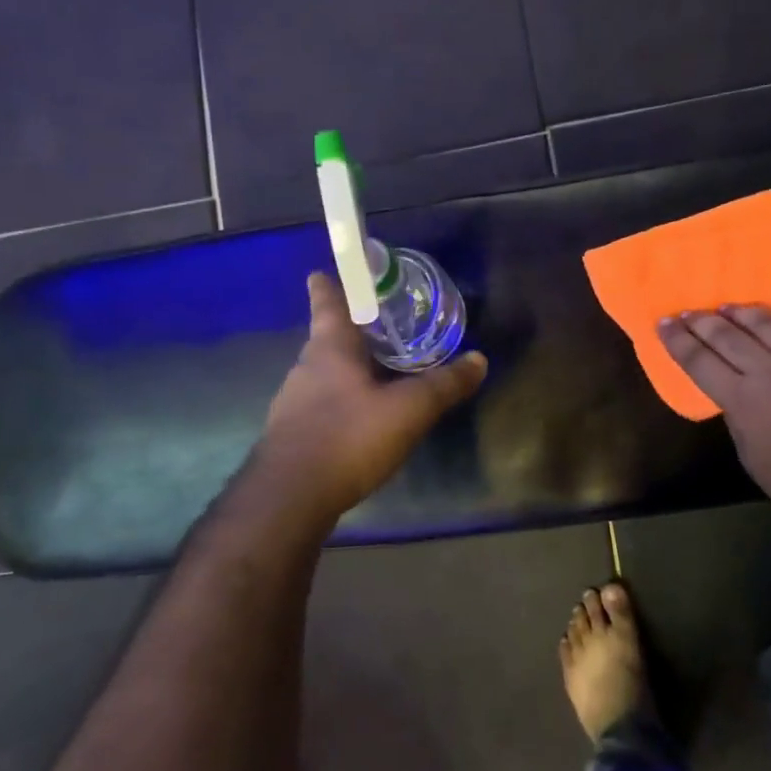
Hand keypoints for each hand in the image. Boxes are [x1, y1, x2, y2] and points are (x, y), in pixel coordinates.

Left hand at [258, 273, 487, 514]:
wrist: (290, 497)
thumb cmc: (348, 436)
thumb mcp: (409, 409)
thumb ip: (444, 384)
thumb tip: (479, 360)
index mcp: (330, 349)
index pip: (328, 304)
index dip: (328, 286)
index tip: (323, 272)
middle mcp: (306, 368)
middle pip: (326, 339)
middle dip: (349, 331)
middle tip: (376, 327)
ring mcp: (293, 403)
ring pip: (323, 374)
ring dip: (346, 369)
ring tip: (375, 372)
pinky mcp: (291, 435)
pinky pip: (320, 405)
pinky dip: (340, 402)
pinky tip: (360, 419)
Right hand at [659, 306, 770, 535]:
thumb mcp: (749, 453)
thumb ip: (736, 414)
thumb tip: (732, 389)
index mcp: (742, 398)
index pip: (699, 360)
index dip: (677, 340)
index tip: (663, 324)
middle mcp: (769, 370)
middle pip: (727, 335)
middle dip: (701, 322)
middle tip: (687, 313)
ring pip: (767, 323)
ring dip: (742, 313)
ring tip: (727, 308)